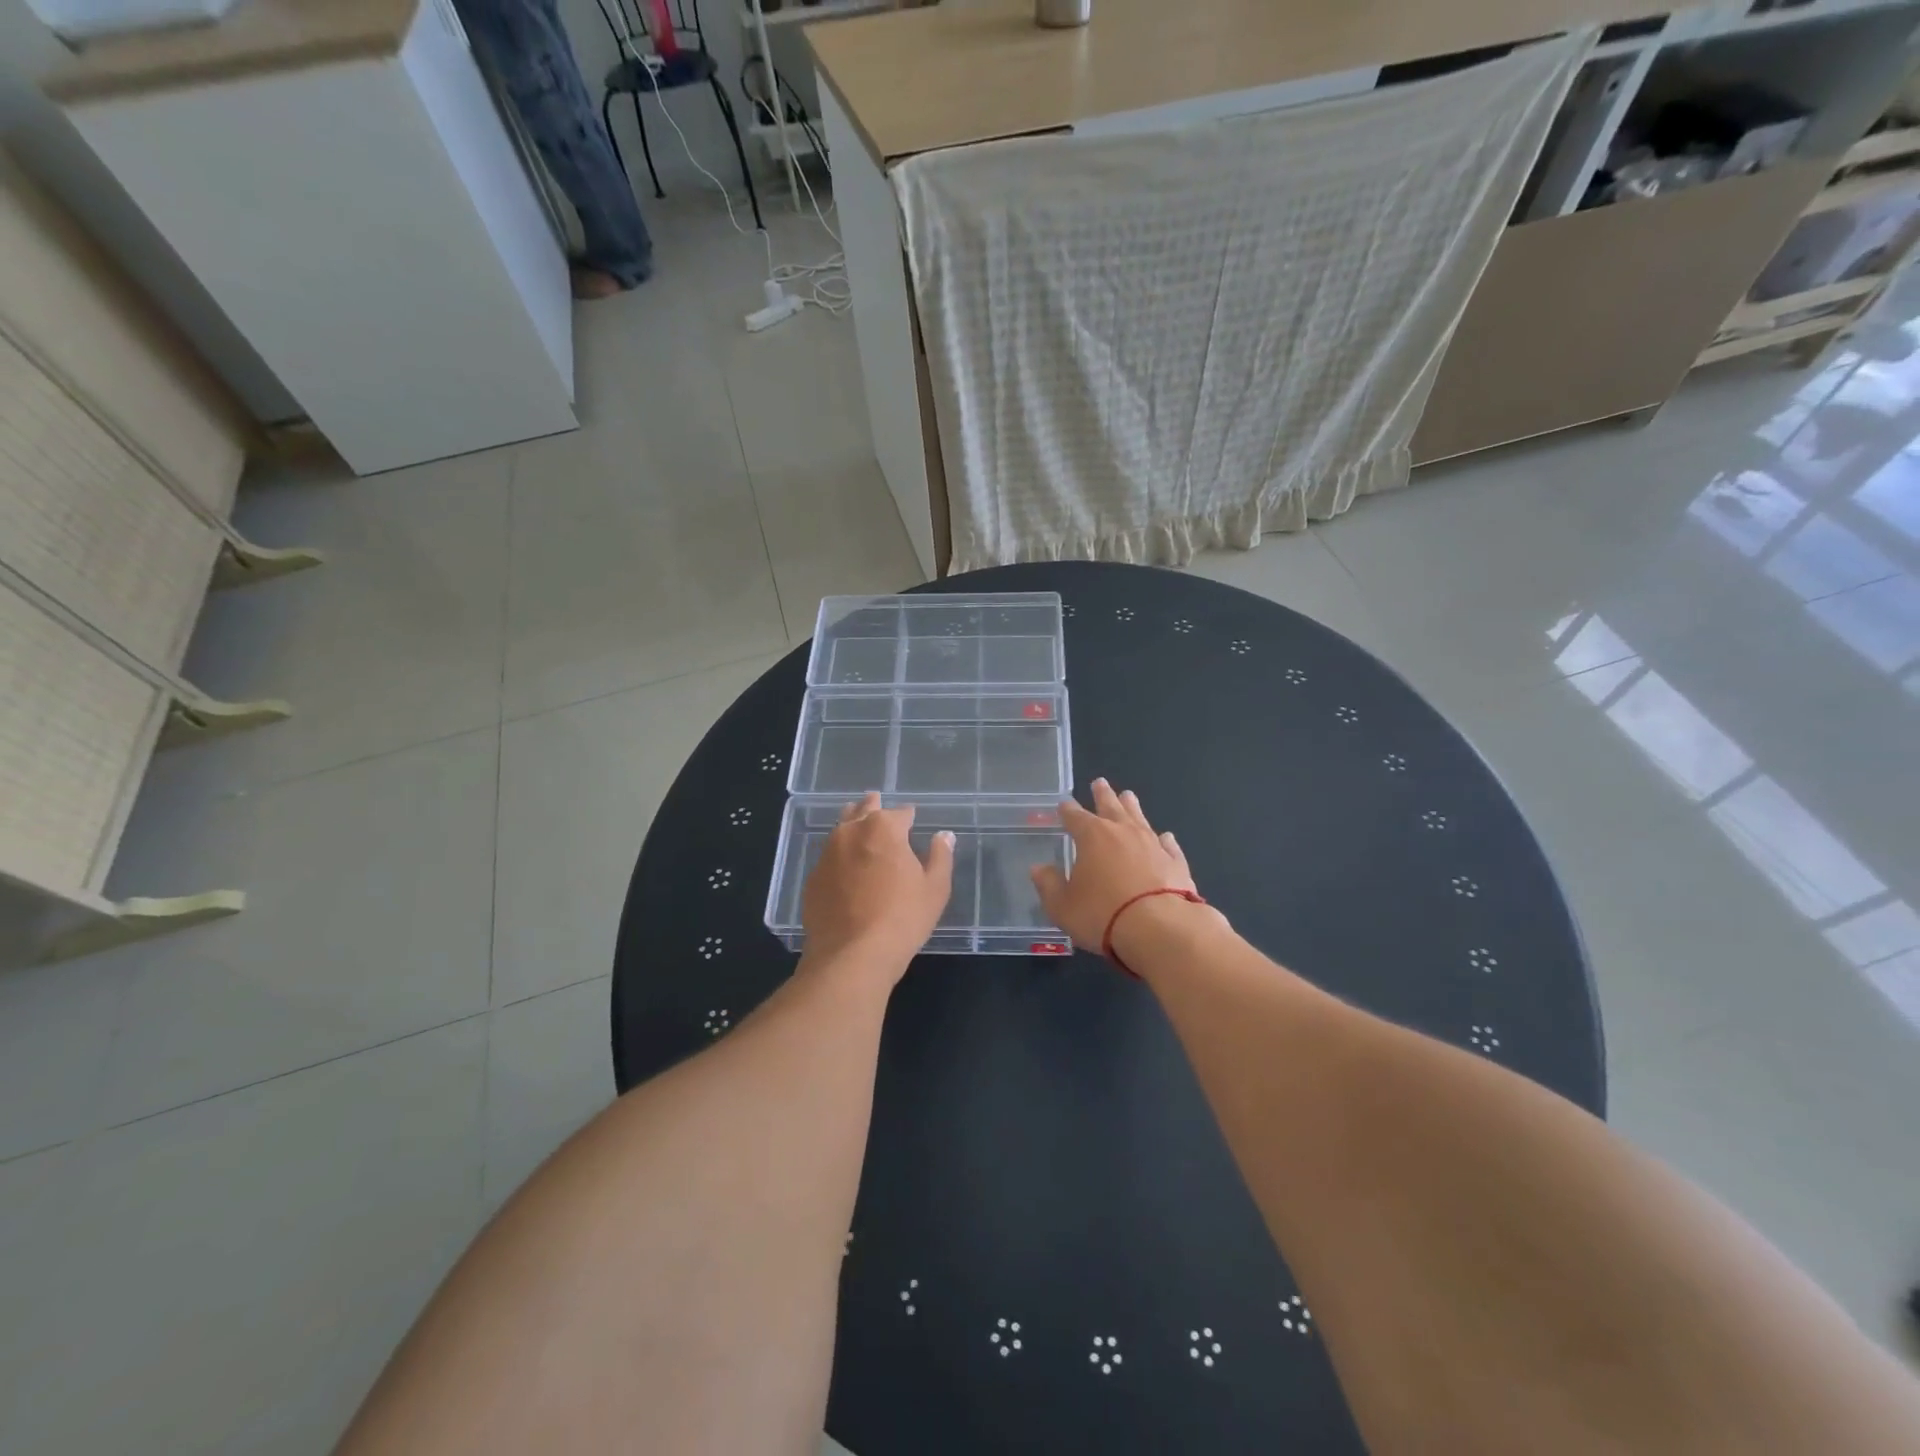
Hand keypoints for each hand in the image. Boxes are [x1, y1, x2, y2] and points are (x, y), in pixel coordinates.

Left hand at [801, 793, 954, 980]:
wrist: (851, 956)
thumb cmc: (902, 919)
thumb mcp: (935, 889)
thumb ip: (940, 856)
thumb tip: (944, 835)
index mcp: (884, 827)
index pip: (901, 812)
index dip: (909, 816)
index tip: (913, 820)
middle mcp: (851, 831)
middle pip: (864, 810)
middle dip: (874, 808)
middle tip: (880, 807)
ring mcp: (827, 854)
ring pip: (841, 828)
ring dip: (853, 825)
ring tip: (861, 830)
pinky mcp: (813, 878)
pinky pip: (829, 856)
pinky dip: (839, 855)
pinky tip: (845, 867)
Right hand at [1030, 780, 1199, 953]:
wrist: (1160, 929)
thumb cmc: (1103, 915)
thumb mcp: (1063, 906)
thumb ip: (1049, 885)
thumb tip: (1039, 869)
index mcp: (1092, 836)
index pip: (1075, 817)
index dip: (1068, 810)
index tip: (1064, 803)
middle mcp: (1123, 832)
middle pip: (1110, 806)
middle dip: (1102, 795)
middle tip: (1100, 782)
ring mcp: (1152, 844)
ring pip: (1140, 818)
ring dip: (1132, 807)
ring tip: (1128, 795)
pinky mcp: (1176, 862)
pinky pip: (1168, 844)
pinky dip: (1164, 839)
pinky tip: (1165, 837)